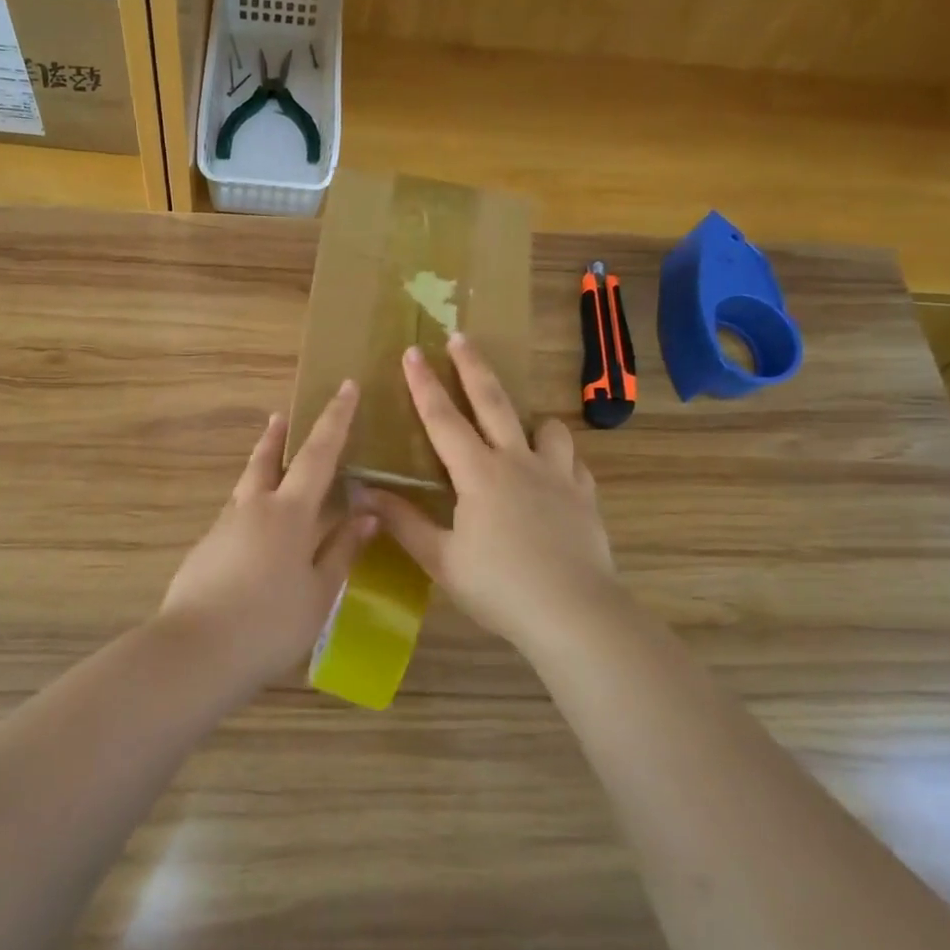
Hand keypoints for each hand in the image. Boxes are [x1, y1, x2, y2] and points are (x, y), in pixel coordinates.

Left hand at [159, 383, 377, 685]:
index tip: (344, 387)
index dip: (335, 420)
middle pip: (266, 461)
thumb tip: (367, 514)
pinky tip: (255, 535)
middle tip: (281, 416)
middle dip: (278, 437)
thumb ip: (341, 550)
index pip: (318, 456)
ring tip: (270, 467)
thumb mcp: (319, 591)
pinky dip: (250, 510)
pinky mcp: (205, 551)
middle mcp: (253, 509)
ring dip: (260, 470)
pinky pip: (235, 518)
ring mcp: (224, 528)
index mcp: (288, 513)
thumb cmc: (270, 622)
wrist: (197, 651)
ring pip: (246, 488)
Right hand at [363, 335, 619, 649]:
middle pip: (494, 402)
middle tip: (462, 337)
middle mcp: (518, 462)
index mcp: (478, 474)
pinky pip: (574, 464)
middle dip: (473, 367)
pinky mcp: (585, 496)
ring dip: (531, 420)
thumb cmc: (499, 587)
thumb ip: (404, 522)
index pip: (443, 418)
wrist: (573, 612)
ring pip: (547, 428)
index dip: (424, 384)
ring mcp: (557, 476)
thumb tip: (364, 493)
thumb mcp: (442, 560)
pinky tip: (554, 477)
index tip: (413, 351)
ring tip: (522, 428)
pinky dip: (561, 461)